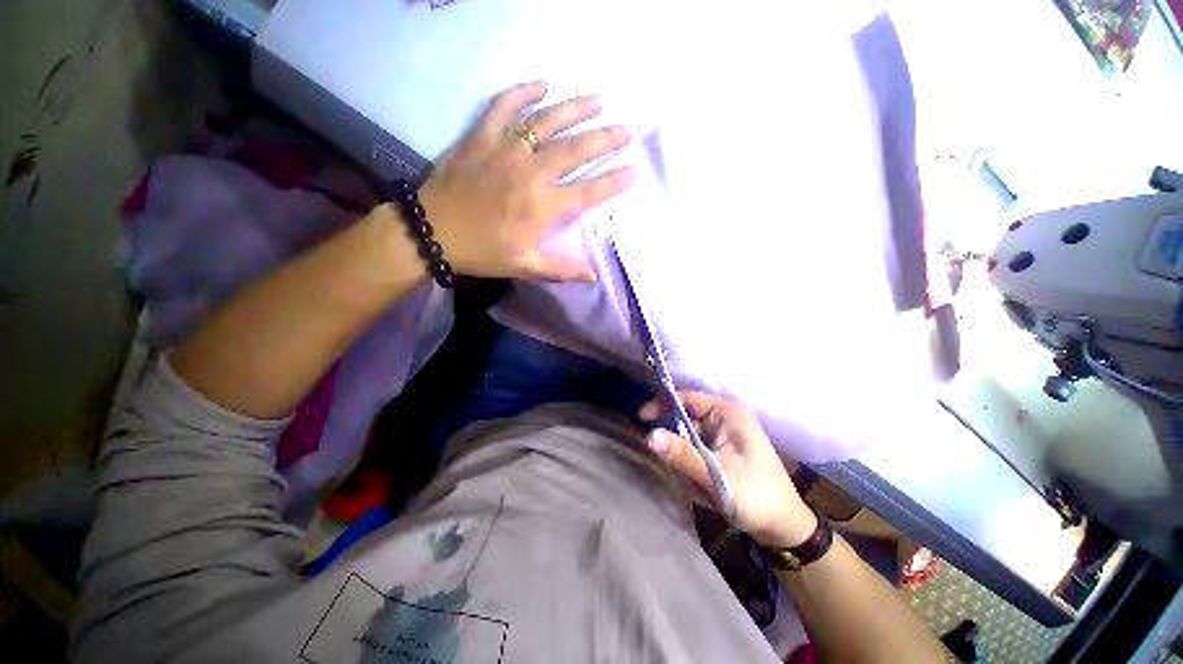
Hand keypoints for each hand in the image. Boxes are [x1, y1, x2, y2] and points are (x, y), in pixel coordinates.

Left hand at [416, 81, 636, 281]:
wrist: (432, 231)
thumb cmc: (482, 251)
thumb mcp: (525, 266)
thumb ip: (561, 269)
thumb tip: (593, 275)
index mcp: (542, 207)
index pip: (588, 192)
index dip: (614, 181)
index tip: (635, 170)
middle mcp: (530, 173)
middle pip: (575, 150)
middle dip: (605, 138)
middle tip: (626, 128)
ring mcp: (505, 150)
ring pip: (546, 121)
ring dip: (575, 108)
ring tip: (597, 99)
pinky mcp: (481, 136)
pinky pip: (504, 106)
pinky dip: (523, 91)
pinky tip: (543, 83)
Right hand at [640, 391, 817, 548]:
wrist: (784, 529)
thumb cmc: (756, 497)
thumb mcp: (715, 476)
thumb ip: (681, 455)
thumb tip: (649, 435)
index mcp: (728, 413)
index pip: (687, 397)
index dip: (663, 404)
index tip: (643, 419)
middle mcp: (726, 417)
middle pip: (685, 422)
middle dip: (681, 450)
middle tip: (690, 476)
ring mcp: (725, 434)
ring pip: (688, 441)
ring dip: (688, 465)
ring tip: (704, 489)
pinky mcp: (723, 449)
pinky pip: (696, 453)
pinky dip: (695, 470)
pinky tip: (708, 489)